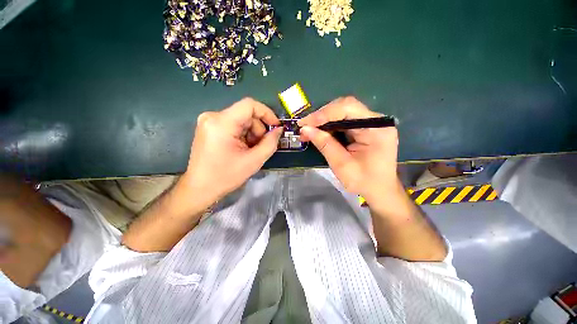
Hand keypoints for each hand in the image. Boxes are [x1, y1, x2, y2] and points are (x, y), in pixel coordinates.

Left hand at [179, 98, 282, 208]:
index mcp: (221, 123)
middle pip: (246, 114)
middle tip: (260, 147)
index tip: (275, 127)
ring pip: (241, 120)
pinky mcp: (209, 127)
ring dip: (251, 134)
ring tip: (250, 150)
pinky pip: (233, 125)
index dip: (267, 113)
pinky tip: (241, 148)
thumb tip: (278, 130)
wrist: (200, 188)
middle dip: (258, 130)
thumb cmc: (226, 176)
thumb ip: (270, 143)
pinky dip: (242, 135)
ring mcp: (209, 121)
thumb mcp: (254, 160)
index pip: (249, 105)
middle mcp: (212, 116)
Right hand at [299, 97, 400, 205]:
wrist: (380, 190)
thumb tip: (305, 129)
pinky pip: (343, 121)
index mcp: (376, 128)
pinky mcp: (364, 128)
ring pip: (342, 112)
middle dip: (322, 116)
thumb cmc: (363, 181)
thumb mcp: (341, 165)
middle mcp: (376, 121)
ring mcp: (371, 123)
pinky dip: (329, 126)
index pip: (348, 108)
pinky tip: (318, 132)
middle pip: (345, 107)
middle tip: (304, 127)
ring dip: (323, 121)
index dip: (324, 113)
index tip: (305, 123)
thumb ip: (324, 144)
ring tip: (307, 130)